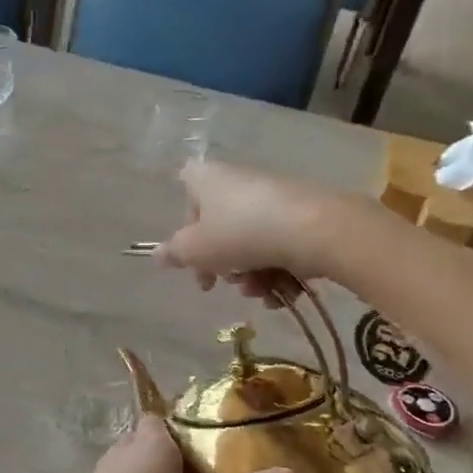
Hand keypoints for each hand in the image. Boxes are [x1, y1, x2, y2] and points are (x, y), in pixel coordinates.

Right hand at [154, 161, 356, 297]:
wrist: (315, 229)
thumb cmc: (240, 233)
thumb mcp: (195, 250)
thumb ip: (174, 253)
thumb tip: (158, 255)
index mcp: (207, 179)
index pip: (186, 197)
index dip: (186, 229)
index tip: (192, 258)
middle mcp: (239, 181)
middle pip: (221, 228)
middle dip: (224, 264)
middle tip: (226, 284)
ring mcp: (273, 197)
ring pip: (252, 243)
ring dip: (252, 276)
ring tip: (261, 292)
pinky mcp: (303, 214)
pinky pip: (280, 246)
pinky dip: (279, 271)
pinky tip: (284, 292)